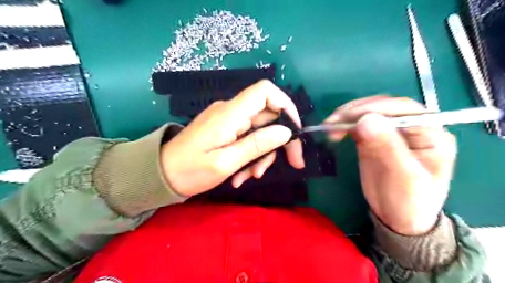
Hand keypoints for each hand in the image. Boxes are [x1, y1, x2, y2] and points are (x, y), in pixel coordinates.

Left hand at [161, 80, 303, 196]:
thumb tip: (286, 132)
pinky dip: (250, 156)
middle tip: (291, 164)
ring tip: (250, 177)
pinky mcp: (225, 131)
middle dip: (279, 141)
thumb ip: (257, 145)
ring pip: (260, 131)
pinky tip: (240, 175)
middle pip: (268, 116)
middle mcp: (231, 112)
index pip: (265, 91)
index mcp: (230, 114)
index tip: (295, 131)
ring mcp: (228, 121)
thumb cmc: (189, 171)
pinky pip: (247, 138)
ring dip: (262, 154)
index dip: (286, 106)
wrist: (161, 175)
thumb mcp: (225, 162)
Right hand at [326, 97, 455, 235]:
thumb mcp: (404, 177)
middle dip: (357, 111)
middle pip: (383, 107)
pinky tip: (334, 131)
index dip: (376, 108)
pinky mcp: (373, 138)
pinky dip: (344, 126)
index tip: (351, 117)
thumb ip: (387, 147)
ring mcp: (390, 132)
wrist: (398, 218)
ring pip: (368, 113)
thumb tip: (365, 120)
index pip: (404, 109)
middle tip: (334, 121)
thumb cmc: (409, 202)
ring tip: (329, 126)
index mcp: (431, 134)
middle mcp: (411, 127)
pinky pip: (358, 125)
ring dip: (346, 116)